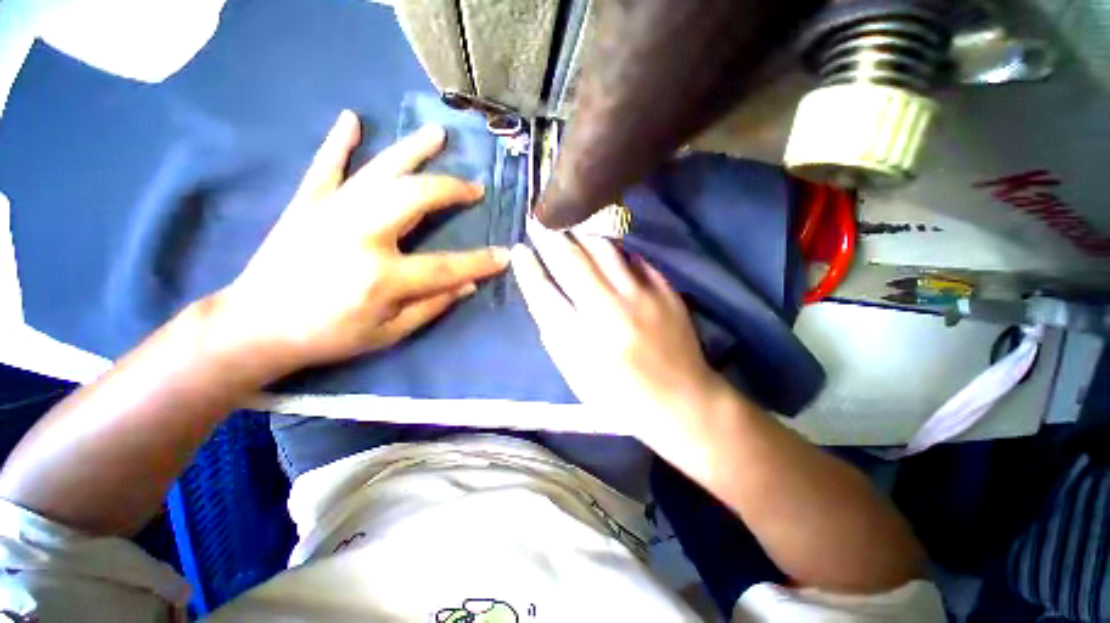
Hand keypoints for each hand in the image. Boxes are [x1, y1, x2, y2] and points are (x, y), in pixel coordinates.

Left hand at [206, 110, 509, 377]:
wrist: (256, 327)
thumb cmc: (329, 336)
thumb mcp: (389, 333)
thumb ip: (432, 306)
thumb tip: (467, 285)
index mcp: (382, 276)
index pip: (447, 266)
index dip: (480, 262)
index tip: (504, 255)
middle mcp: (360, 235)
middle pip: (416, 198)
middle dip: (451, 190)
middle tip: (475, 188)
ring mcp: (330, 213)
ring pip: (379, 171)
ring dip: (412, 151)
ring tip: (438, 135)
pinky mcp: (305, 204)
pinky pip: (326, 166)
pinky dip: (339, 142)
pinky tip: (352, 119)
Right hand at [512, 228, 732, 446]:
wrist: (681, 401)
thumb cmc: (619, 396)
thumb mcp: (575, 374)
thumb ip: (555, 333)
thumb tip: (542, 292)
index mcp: (580, 339)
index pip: (543, 292)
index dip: (528, 269)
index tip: (519, 251)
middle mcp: (608, 310)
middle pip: (571, 260)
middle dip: (549, 236)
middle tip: (538, 219)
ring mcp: (641, 296)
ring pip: (603, 248)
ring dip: (580, 232)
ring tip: (568, 223)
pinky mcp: (665, 290)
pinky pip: (633, 257)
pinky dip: (613, 247)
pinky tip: (603, 243)